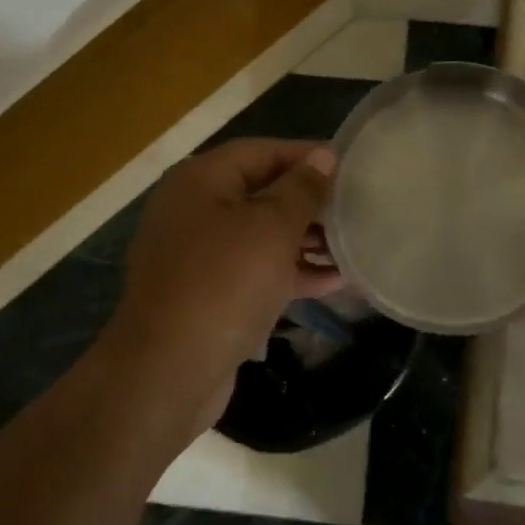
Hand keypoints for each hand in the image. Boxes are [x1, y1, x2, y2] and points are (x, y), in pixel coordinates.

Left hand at [105, 138, 340, 434]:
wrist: (168, 372)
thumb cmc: (224, 283)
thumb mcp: (271, 228)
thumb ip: (301, 189)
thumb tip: (323, 156)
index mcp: (201, 181)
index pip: (262, 151)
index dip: (307, 156)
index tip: (350, 166)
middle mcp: (195, 211)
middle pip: (261, 192)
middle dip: (309, 202)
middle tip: (356, 208)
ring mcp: (198, 256)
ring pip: (261, 235)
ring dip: (305, 240)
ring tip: (353, 245)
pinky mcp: (208, 295)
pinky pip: (255, 271)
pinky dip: (290, 272)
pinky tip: (335, 281)